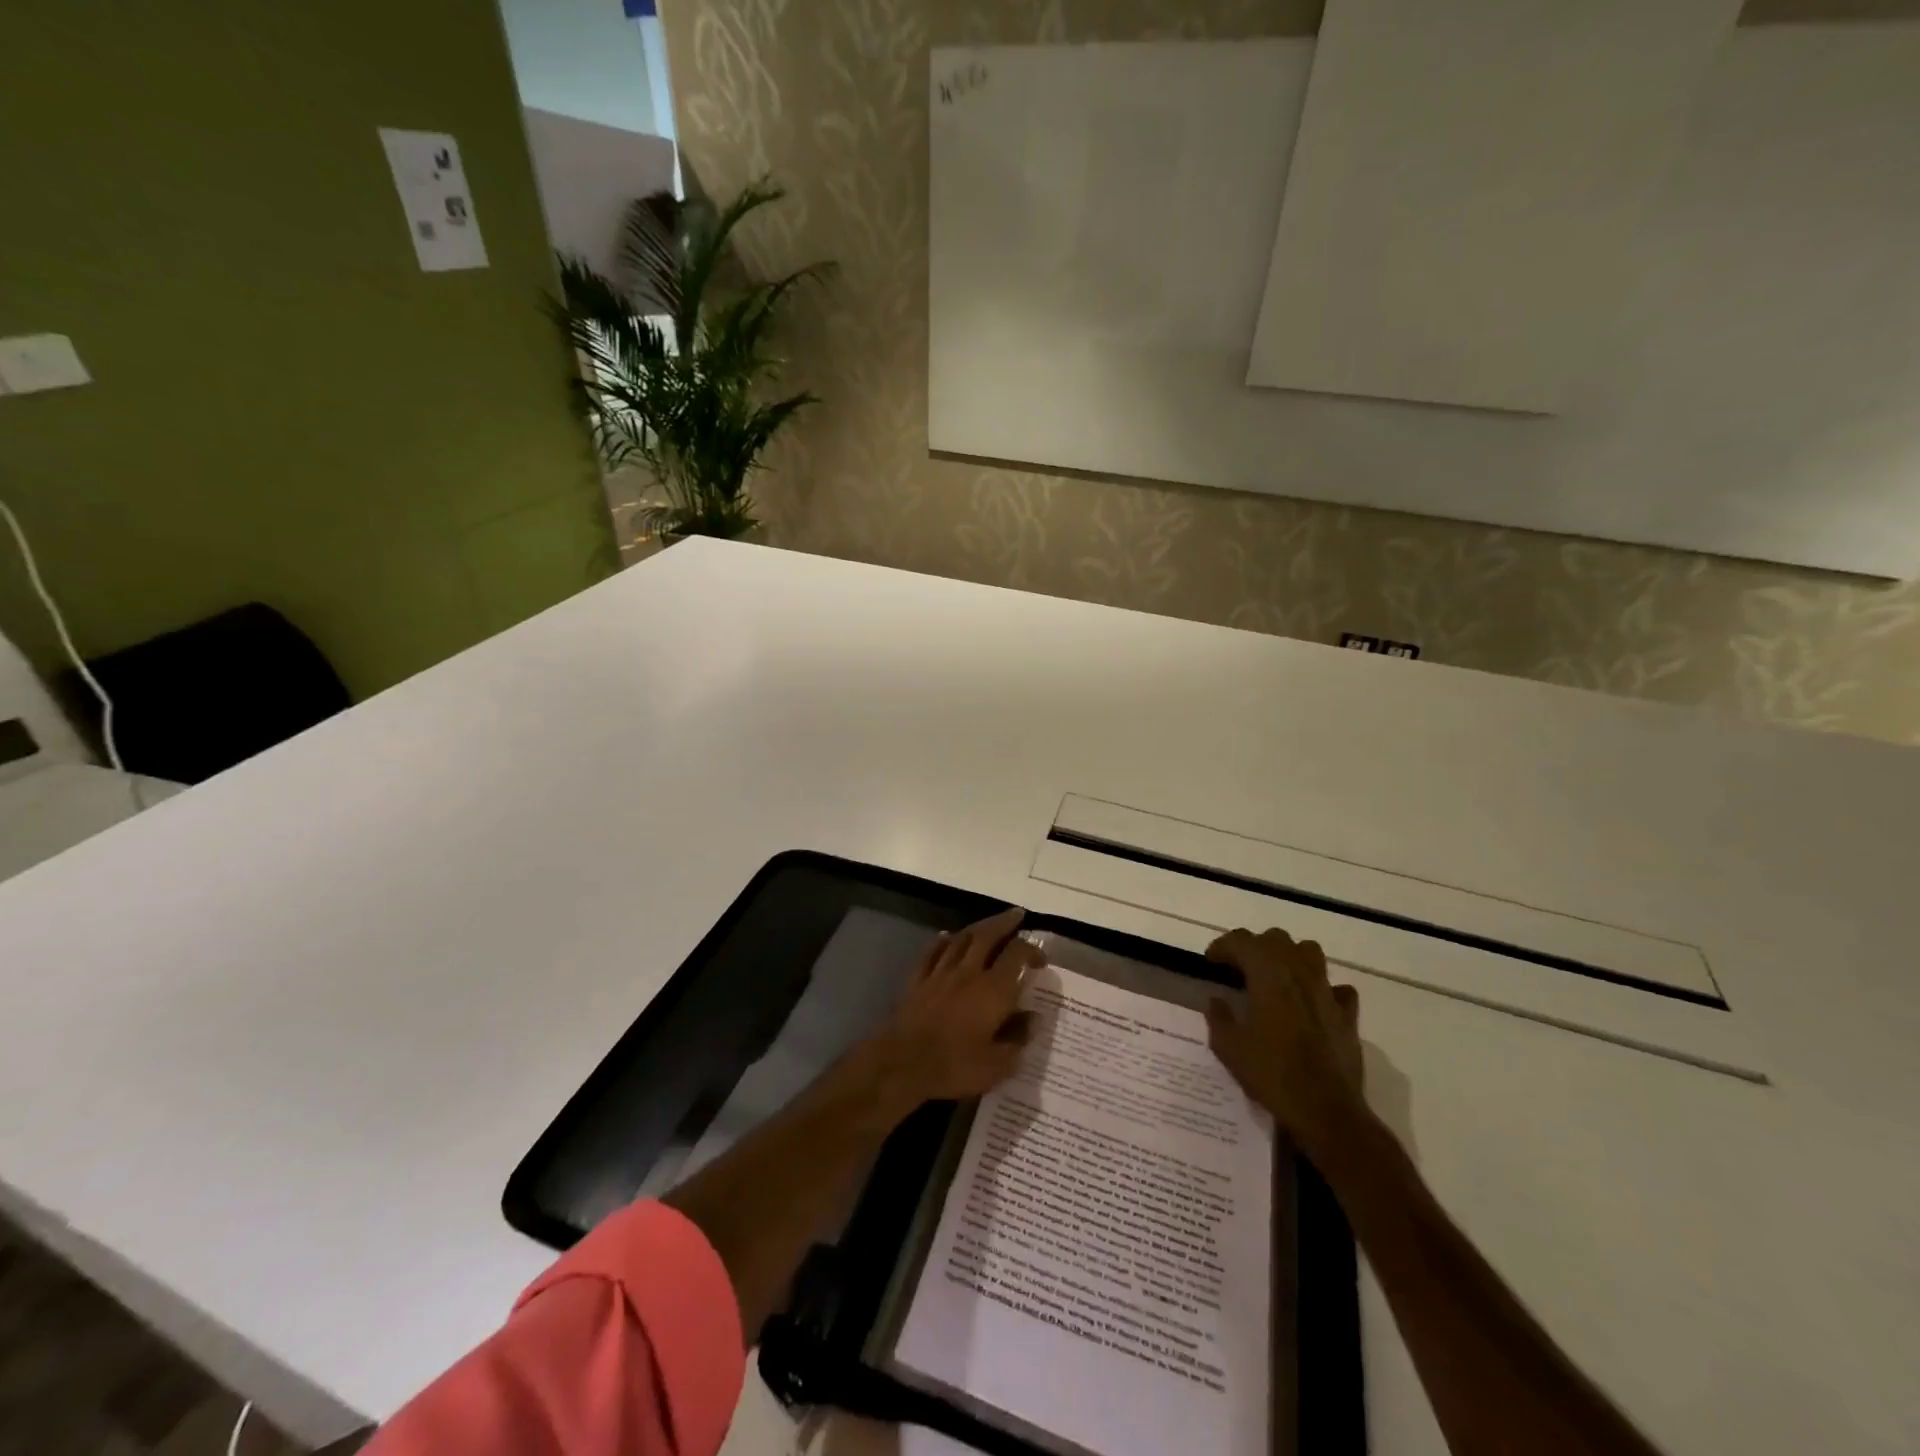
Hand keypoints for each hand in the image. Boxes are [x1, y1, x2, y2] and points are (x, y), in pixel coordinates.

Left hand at [864, 907, 1039, 1113]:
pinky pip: (932, 952)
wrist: (902, 1062)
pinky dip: (942, 941)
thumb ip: (1018, 1038)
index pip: (1017, 955)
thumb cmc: (954, 1065)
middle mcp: (969, 972)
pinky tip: (946, 937)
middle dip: (1005, 922)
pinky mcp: (918, 980)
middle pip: (988, 935)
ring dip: (977, 928)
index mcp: (993, 990)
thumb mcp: (997, 1064)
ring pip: (961, 939)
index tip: (1041, 959)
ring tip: (988, 924)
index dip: (1032, 950)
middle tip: (1017, 915)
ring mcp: (940, 973)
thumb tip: (1034, 1018)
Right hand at [1205, 927, 1366, 1157]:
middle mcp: (1299, 974)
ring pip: (1310, 952)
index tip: (1210, 961)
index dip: (1223, 946)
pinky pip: (1337, 988)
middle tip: (1240, 967)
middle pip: (1276, 939)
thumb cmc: (1272, 1075)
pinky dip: (1323, 988)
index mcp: (1268, 976)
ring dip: (1290, 956)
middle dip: (1255, 946)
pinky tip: (1312, 1003)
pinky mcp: (1347, 1016)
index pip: (1242, 942)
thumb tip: (1216, 1002)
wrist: (1327, 1111)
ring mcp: (1327, 993)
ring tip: (1276, 975)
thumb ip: (1218, 1018)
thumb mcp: (1229, 1048)